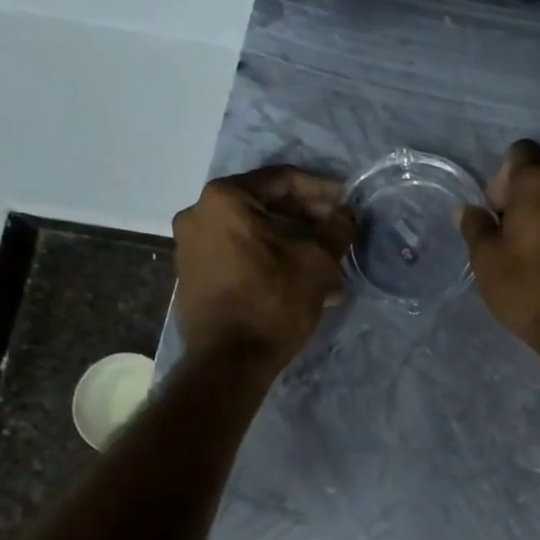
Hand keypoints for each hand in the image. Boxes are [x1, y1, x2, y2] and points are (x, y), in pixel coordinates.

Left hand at [173, 167, 354, 370]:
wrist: (229, 361)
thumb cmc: (273, 300)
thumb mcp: (317, 261)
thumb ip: (337, 228)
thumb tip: (348, 212)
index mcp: (225, 198)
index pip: (283, 179)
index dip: (321, 189)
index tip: (347, 202)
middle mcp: (199, 214)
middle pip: (266, 205)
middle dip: (307, 220)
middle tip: (337, 233)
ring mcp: (191, 246)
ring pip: (254, 234)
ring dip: (292, 244)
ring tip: (326, 265)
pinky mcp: (193, 275)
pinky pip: (239, 254)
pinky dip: (270, 260)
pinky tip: (300, 281)